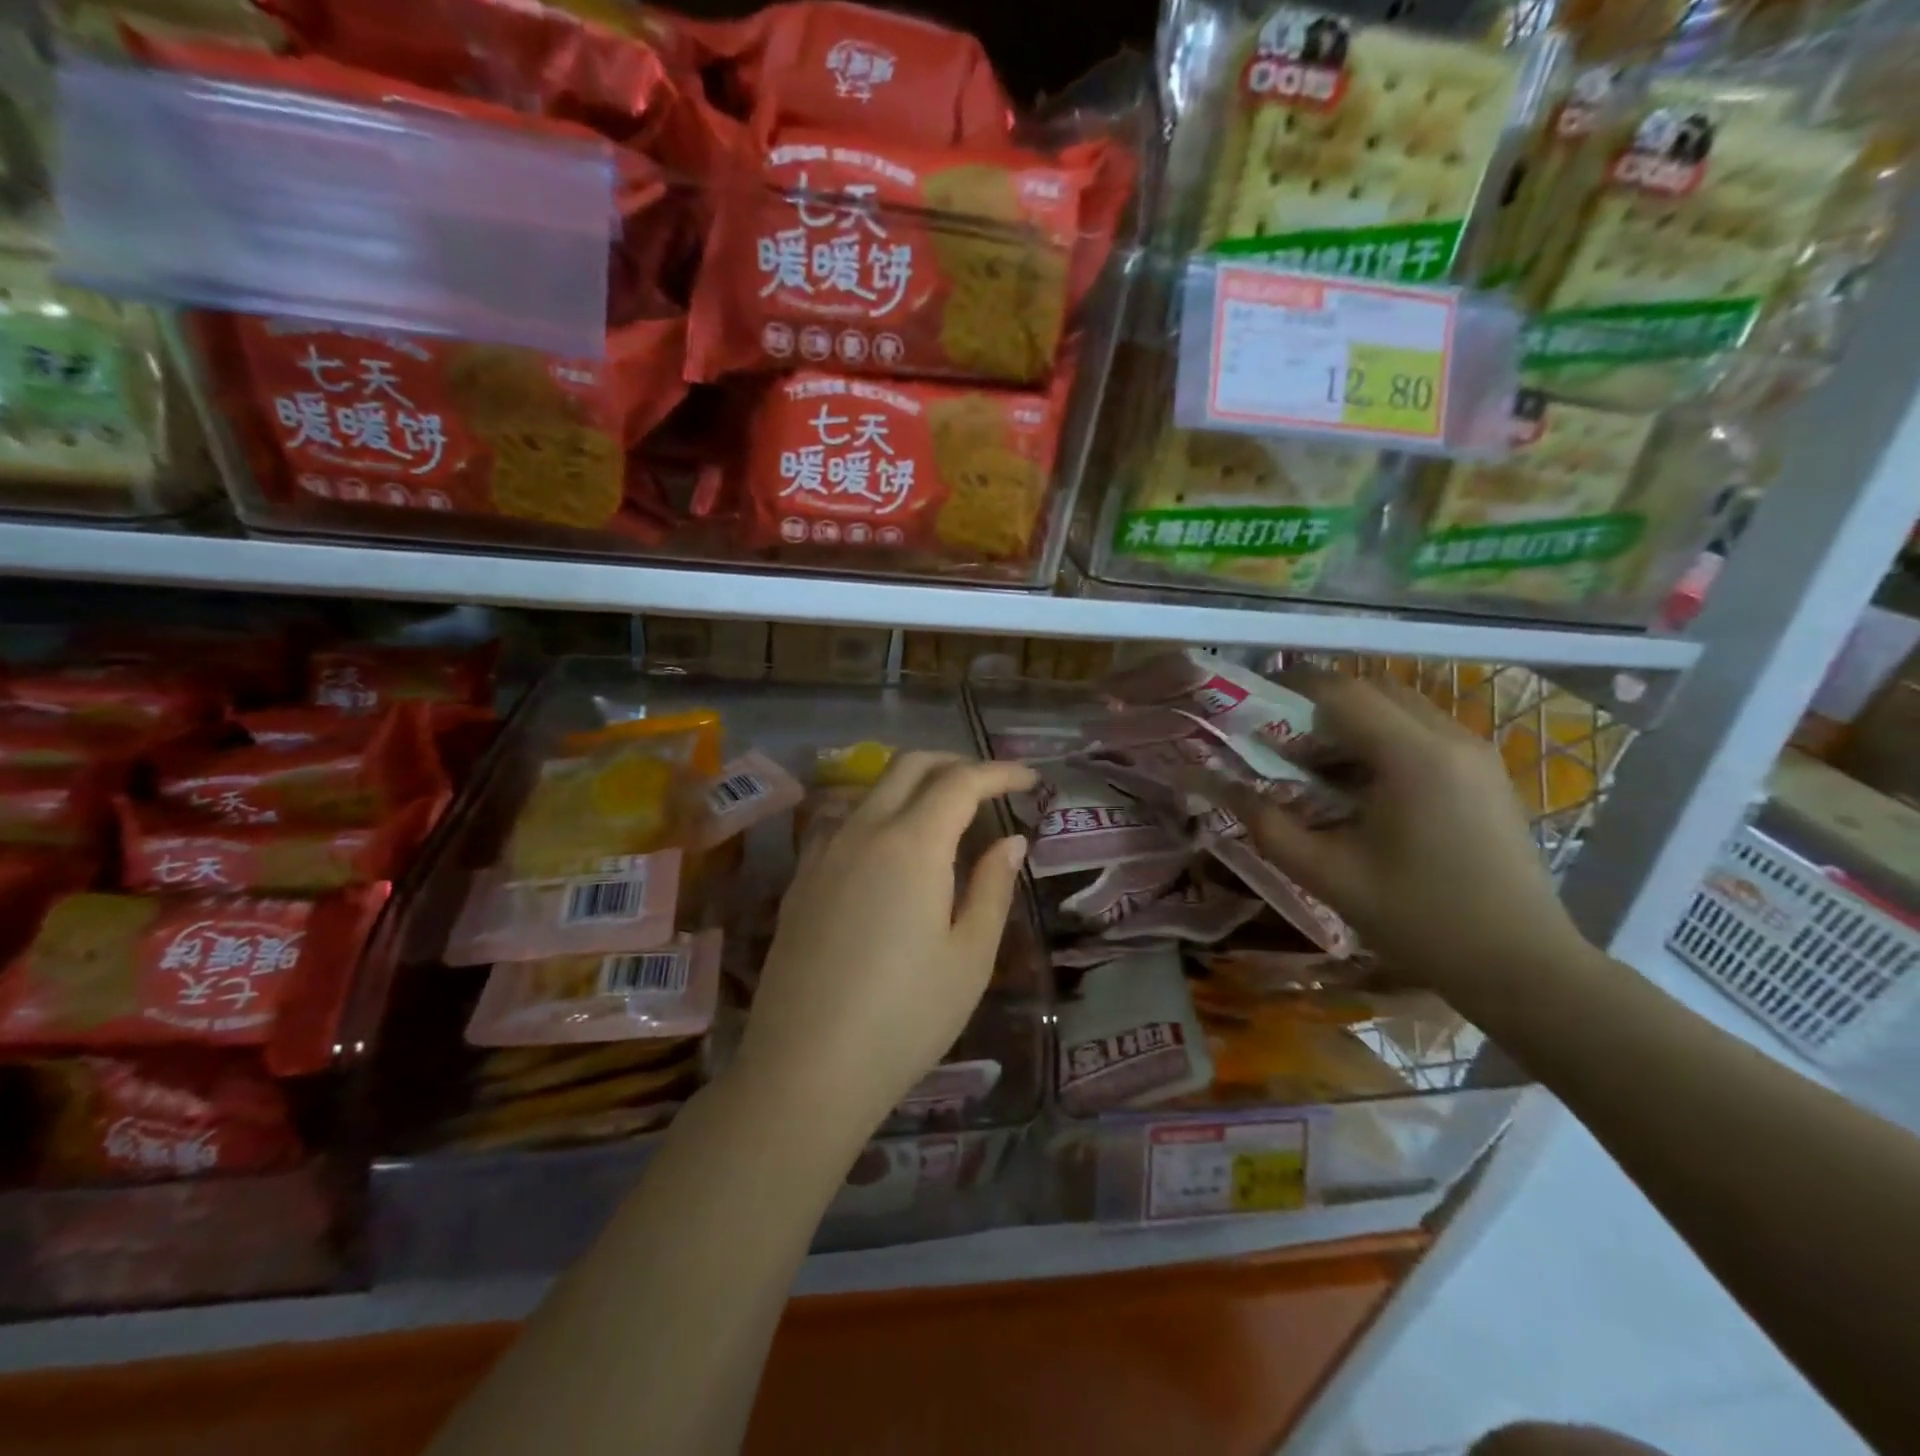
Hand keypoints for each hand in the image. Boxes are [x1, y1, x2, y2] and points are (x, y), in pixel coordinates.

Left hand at [733, 751, 1034, 1134]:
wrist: (805, 1069)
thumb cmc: (905, 1018)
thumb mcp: (969, 957)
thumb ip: (992, 888)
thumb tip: (1011, 841)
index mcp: (912, 844)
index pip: (961, 782)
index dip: (999, 773)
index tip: (1030, 780)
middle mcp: (863, 831)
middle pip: (909, 767)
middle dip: (955, 764)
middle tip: (990, 787)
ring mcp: (823, 853)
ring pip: (871, 789)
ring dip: (913, 784)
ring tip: (944, 814)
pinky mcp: (800, 880)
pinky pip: (843, 820)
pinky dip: (877, 812)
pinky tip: (890, 849)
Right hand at [1204, 673, 1590, 1007]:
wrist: (1523, 966)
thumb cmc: (1419, 920)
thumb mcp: (1327, 874)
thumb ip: (1267, 824)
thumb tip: (1220, 786)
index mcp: (1412, 756)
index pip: (1340, 692)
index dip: (1289, 690)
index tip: (1253, 709)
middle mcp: (1450, 738)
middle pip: (1371, 691)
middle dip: (1319, 710)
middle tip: (1283, 748)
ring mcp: (1477, 754)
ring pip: (1399, 709)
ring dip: (1352, 726)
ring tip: (1318, 773)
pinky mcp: (1487, 774)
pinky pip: (1423, 734)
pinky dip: (1383, 743)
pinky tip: (1364, 792)